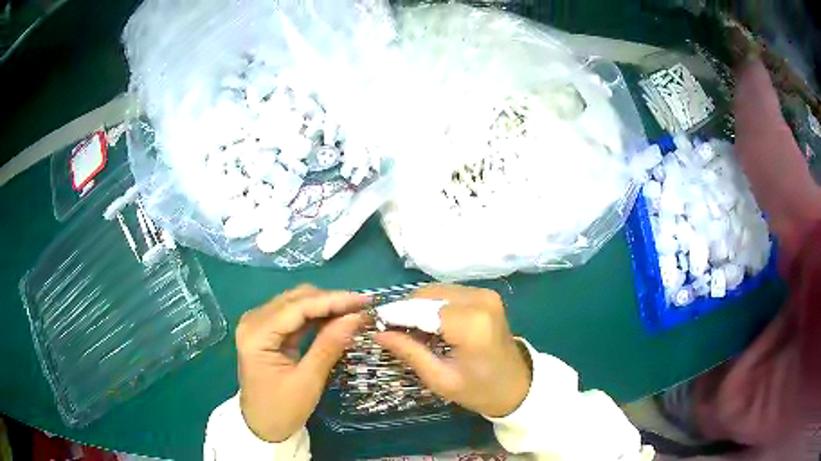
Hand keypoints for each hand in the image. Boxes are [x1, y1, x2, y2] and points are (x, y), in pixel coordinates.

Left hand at [236, 285, 367, 441]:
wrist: (262, 427)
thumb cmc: (282, 409)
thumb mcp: (308, 381)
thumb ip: (329, 345)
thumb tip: (356, 317)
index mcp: (257, 334)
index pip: (298, 307)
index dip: (332, 300)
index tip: (363, 300)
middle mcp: (253, 321)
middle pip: (295, 299)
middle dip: (330, 301)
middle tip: (362, 307)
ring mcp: (258, 325)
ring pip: (296, 303)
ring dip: (324, 306)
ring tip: (353, 311)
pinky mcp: (266, 332)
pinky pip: (293, 316)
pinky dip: (315, 316)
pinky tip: (335, 319)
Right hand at [376, 285, 531, 417]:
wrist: (517, 386)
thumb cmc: (479, 390)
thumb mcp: (440, 379)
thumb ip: (409, 352)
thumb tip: (378, 333)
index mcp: (471, 324)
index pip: (421, 310)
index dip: (395, 316)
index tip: (374, 325)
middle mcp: (480, 300)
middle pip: (427, 295)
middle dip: (406, 311)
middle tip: (394, 335)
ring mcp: (485, 294)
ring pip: (436, 291)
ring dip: (419, 308)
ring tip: (413, 334)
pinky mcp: (486, 295)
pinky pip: (448, 294)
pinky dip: (434, 307)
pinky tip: (431, 328)